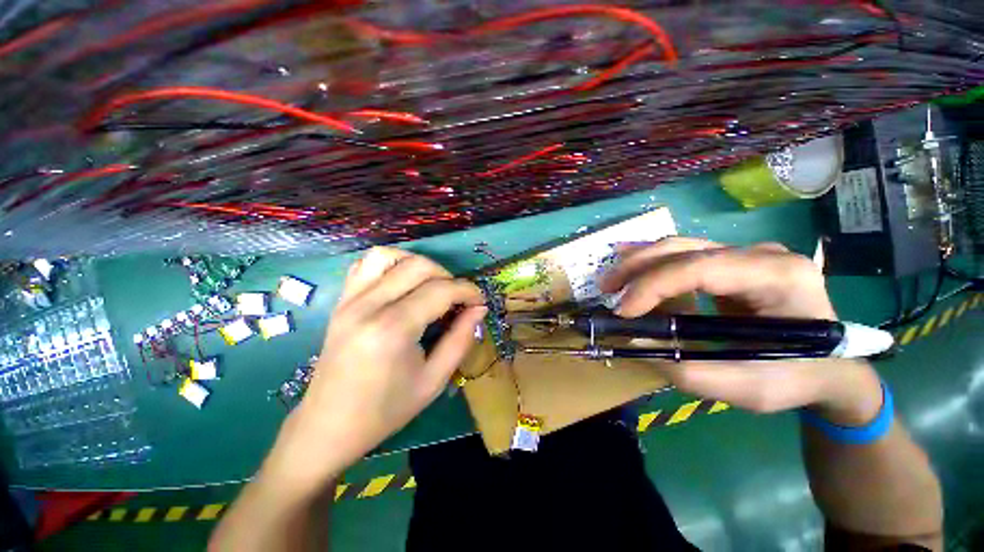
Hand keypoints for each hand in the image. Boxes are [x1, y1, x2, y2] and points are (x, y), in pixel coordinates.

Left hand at [263, 247, 485, 491]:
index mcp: (393, 329)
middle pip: (419, 266)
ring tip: (432, 285)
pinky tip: (403, 282)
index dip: (467, 291)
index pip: (440, 291)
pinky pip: (366, 264)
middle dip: (448, 277)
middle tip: (458, 299)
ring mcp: (349, 300)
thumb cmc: (386, 410)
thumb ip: (461, 339)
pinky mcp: (341, 301)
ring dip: (419, 264)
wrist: (329, 426)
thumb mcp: (434, 380)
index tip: (479, 301)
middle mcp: (368, 306)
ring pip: (390, 255)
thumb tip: (479, 309)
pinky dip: (391, 263)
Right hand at [600, 237, 881, 424]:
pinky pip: (684, 255)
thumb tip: (636, 343)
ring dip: (638, 262)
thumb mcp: (750, 389)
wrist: (833, 367)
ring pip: (679, 246)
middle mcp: (762, 254)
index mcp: (779, 277)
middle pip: (684, 249)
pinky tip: (627, 262)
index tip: (623, 312)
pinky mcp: (731, 262)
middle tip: (605, 289)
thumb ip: (691, 370)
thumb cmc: (800, 378)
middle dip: (637, 267)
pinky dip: (651, 261)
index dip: (653, 286)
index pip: (701, 268)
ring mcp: (746, 254)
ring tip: (610, 282)